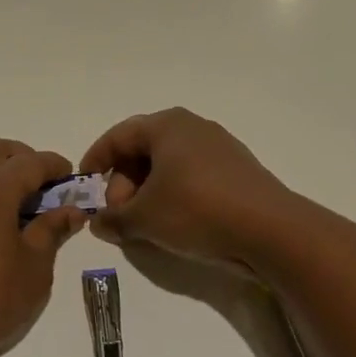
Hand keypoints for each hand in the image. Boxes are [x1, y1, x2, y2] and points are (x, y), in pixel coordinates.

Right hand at [79, 108, 294, 267]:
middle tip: (119, 215)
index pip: (118, 136)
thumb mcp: (144, 218)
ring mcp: (219, 148)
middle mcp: (193, 128)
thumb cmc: (196, 210)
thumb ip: (113, 218)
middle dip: (123, 183)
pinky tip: (174, 225)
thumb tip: (98, 222)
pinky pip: (192, 177)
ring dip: (148, 193)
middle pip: (144, 150)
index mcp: (166, 126)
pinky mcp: (237, 171)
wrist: (270, 230)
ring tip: (143, 224)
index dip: (96, 160)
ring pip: (169, 166)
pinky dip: (174, 196)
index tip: (85, 186)